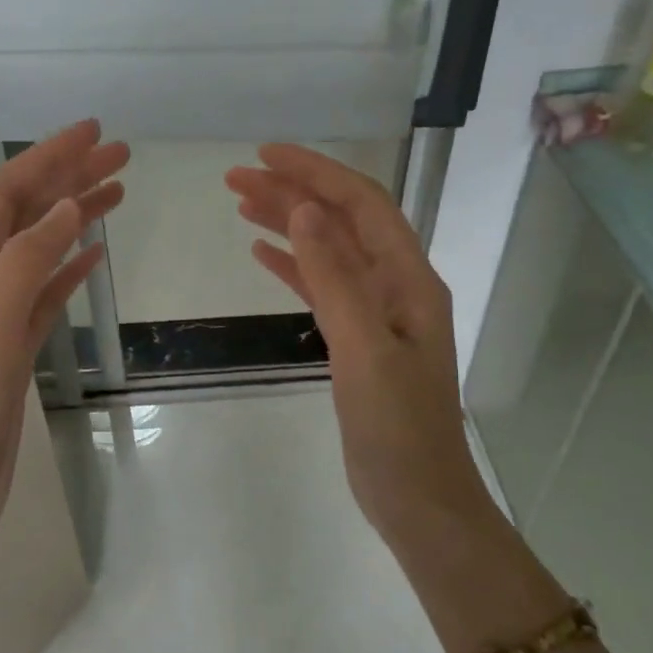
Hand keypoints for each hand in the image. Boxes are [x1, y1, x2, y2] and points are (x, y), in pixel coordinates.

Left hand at [0, 122, 127, 561]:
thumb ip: (21, 267)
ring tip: (119, 191)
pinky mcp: (11, 346)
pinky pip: (44, 291)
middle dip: (67, 178)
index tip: (92, 132)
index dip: (44, 158)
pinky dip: (69, 265)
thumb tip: (63, 208)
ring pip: (38, 248)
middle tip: (120, 154)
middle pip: (23, 214)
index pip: (2, 196)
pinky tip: (96, 254)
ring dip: (74, 216)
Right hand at [225, 146, 485, 553]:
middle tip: (235, 176)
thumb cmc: (397, 428)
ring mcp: (376, 315)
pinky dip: (292, 266)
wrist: (417, 498)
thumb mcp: (364, 350)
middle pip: (342, 221)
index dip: (316, 173)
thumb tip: (307, 209)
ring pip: (328, 252)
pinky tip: (261, 253)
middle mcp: (396, 287)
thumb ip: (335, 278)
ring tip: (240, 202)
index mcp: (409, 280)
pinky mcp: (356, 341)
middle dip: (294, 192)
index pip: (362, 204)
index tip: (265, 154)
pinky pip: (321, 288)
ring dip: (289, 224)